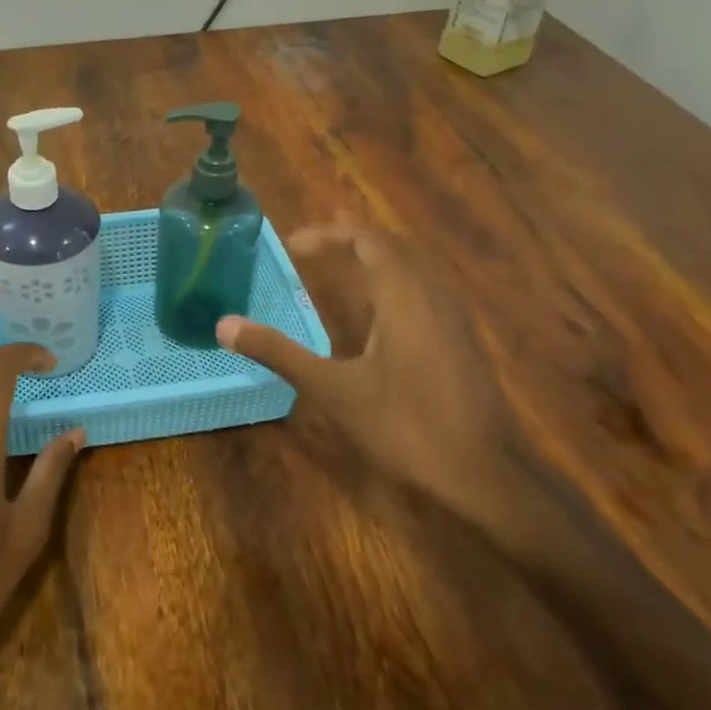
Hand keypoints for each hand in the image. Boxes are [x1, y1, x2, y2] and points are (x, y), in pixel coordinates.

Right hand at [216, 219, 544, 535]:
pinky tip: (378, 310)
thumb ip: (280, 353)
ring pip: (413, 267)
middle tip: (312, 244)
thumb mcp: (333, 390)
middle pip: (393, 246)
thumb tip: (224, 325)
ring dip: (375, 258)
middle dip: (351, 238)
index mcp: (403, 296)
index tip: (292, 246)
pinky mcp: (461, 340)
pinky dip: (393, 281)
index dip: (328, 234)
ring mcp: (453, 317)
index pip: (367, 240)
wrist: (486, 474)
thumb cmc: (406, 426)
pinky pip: (424, 289)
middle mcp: (432, 295)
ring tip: (341, 262)